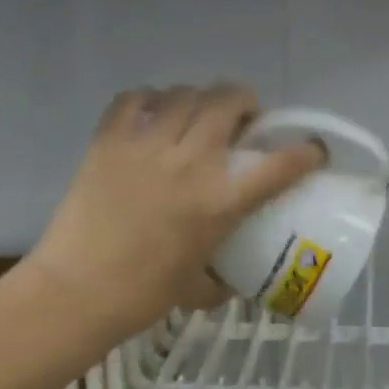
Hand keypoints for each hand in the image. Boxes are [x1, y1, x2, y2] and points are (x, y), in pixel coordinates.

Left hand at [28, 83, 326, 339]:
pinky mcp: (107, 141)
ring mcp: (146, 146)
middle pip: (229, 100)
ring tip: (196, 115)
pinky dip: (149, 99)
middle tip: (242, 119)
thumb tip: (233, 277)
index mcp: (220, 202)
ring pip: (185, 93)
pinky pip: (133, 99)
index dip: (307, 151)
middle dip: (246, 101)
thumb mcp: (198, 288)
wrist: (77, 293)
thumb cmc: (143, 296)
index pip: (281, 164)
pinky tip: (152, 115)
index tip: (311, 151)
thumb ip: (223, 278)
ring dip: (200, 98)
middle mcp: (190, 163)